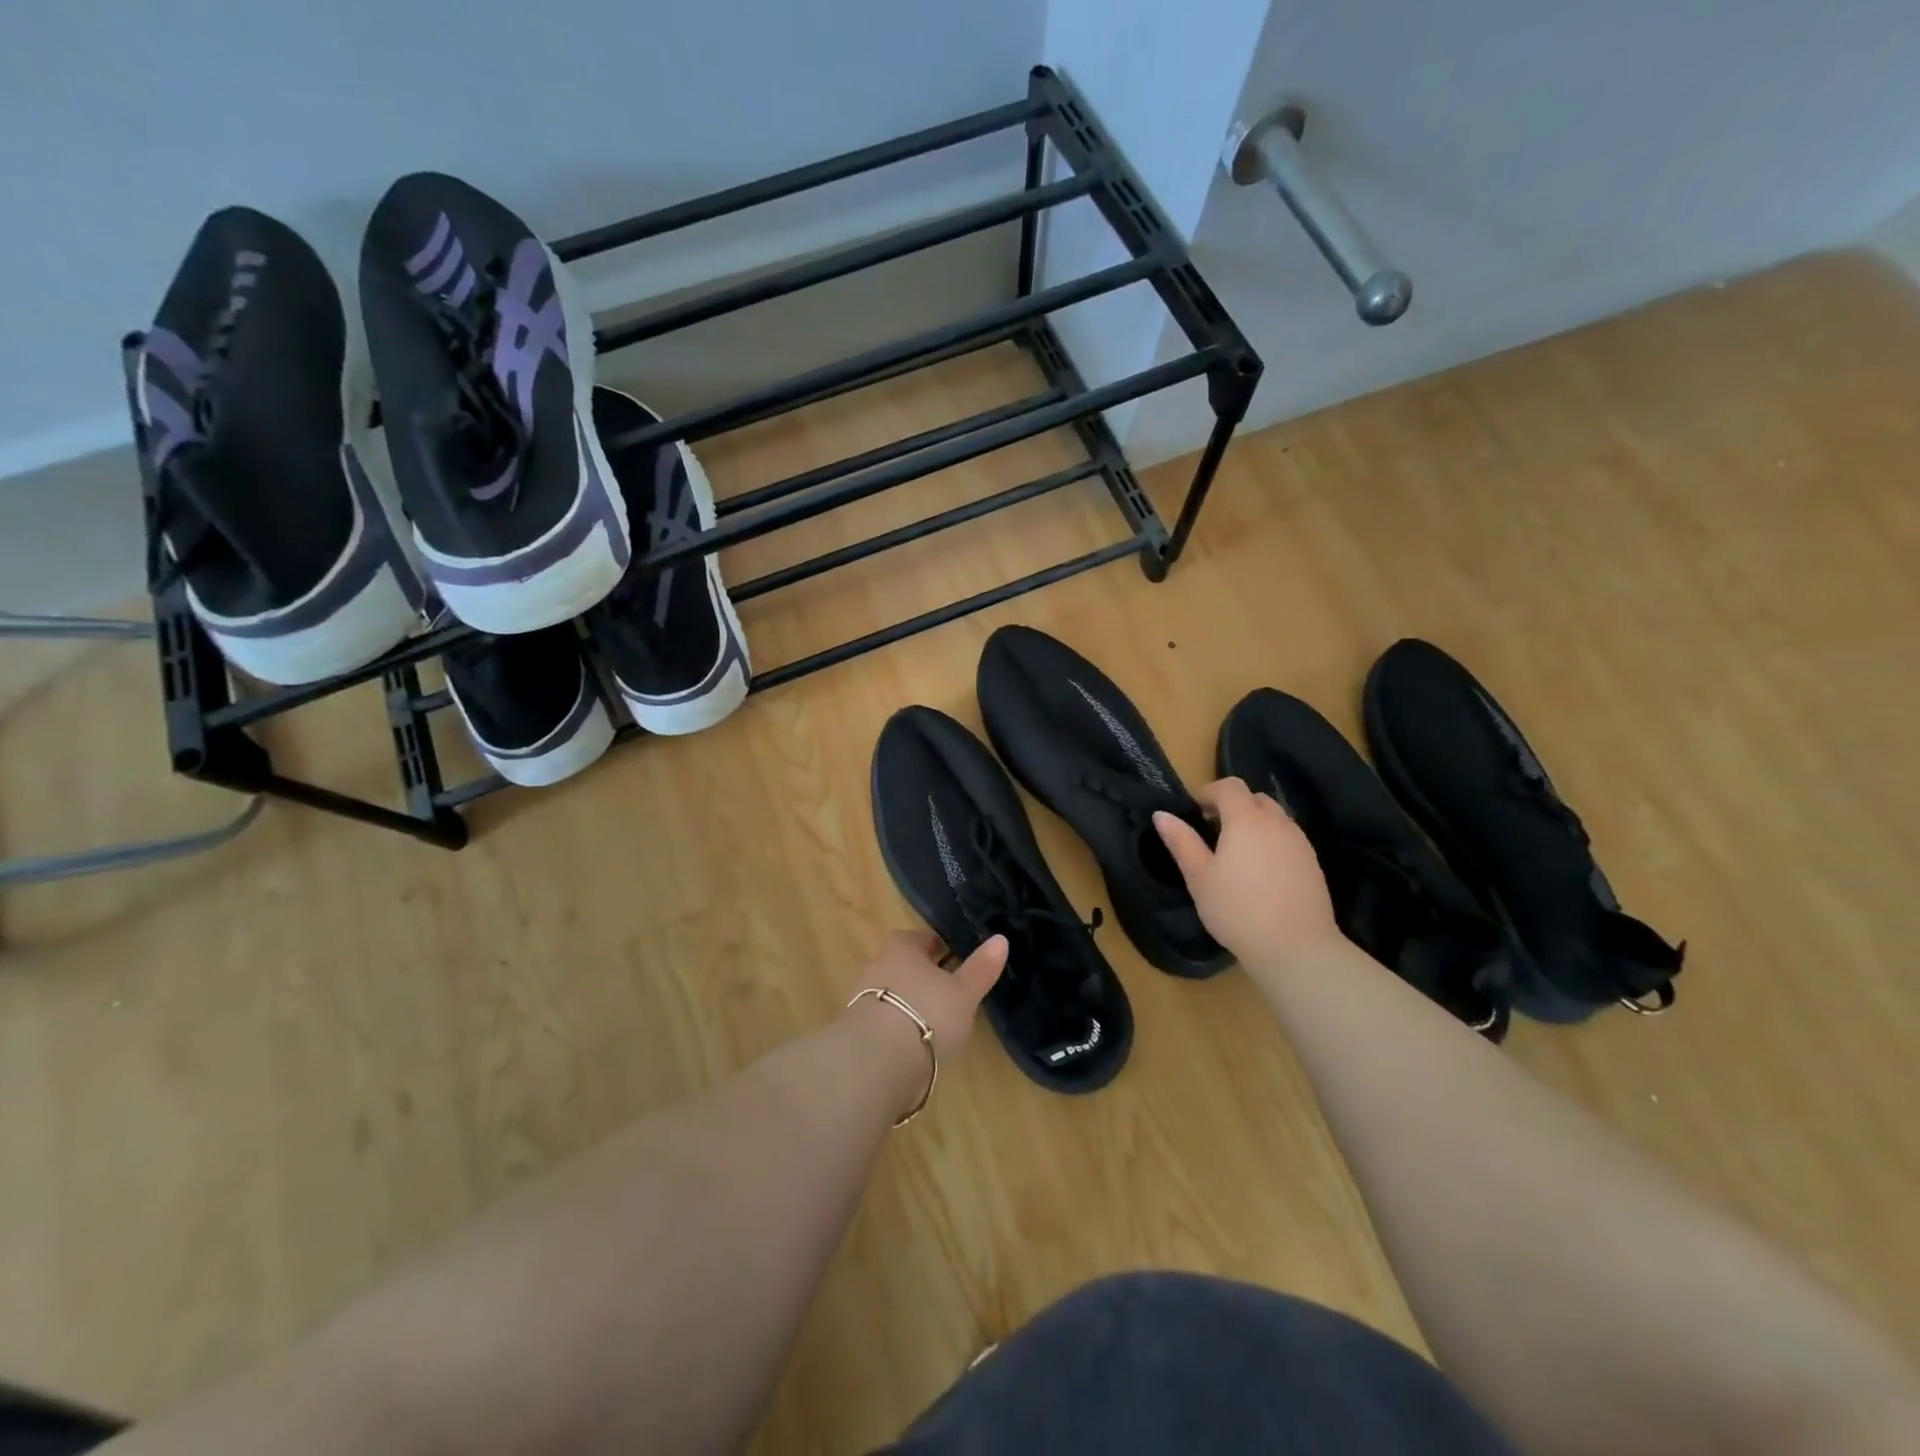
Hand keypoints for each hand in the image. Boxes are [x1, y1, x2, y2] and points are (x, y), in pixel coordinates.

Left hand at [846, 929, 1006, 1058]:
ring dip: (911, 1004)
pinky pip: (884, 1020)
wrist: (876, 1061)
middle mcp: (877, 964)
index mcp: (902, 946)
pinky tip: (914, 1045)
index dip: (942, 949)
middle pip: (906, 965)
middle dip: (925, 977)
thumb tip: (1001, 939)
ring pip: (894, 993)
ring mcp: (862, 997)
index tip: (958, 964)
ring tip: (935, 1024)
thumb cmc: (927, 1013)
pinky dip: (899, 1028)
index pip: (924, 939)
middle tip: (950, 994)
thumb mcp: (964, 992)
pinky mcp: (857, 1029)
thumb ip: (981, 968)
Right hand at [1154, 777, 1342, 966]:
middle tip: (1213, 830)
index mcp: (1246, 820)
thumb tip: (1162, 814)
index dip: (1209, 792)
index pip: (1229, 786)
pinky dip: (1271, 841)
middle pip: (1254, 798)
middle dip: (1232, 805)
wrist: (1295, 947)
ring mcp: (1299, 842)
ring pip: (1275, 817)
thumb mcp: (1199, 877)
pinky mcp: (1313, 863)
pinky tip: (1261, 871)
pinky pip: (1288, 838)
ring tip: (1237, 851)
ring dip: (1254, 822)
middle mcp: (1277, 823)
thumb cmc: (1237, 910)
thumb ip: (1181, 841)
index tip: (1194, 811)